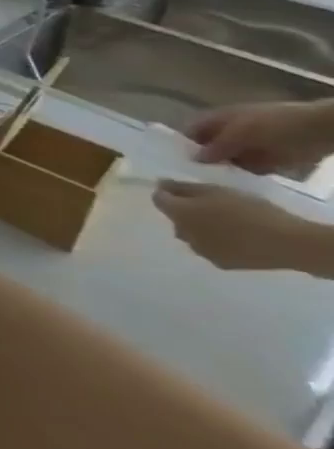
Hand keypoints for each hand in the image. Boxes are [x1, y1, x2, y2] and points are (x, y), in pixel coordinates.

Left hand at [154, 181, 316, 271]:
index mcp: (179, 213)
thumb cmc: (252, 211)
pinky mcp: (220, 263)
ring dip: (199, 229)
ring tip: (225, 225)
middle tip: (210, 208)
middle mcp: (183, 232)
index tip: (180, 189)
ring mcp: (201, 250)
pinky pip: (209, 249)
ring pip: (190, 235)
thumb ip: (185, 188)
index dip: (167, 193)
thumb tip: (162, 184)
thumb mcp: (216, 190)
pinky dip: (215, 243)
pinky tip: (235, 240)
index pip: (159, 199)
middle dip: (185, 212)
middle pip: (175, 218)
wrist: (290, 243)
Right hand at [185, 101, 333, 174]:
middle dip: (204, 161)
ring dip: (226, 170)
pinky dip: (247, 176)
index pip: (191, 132)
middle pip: (210, 147)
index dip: (183, 145)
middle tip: (195, 178)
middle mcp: (230, 132)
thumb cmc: (275, 125)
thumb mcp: (240, 134)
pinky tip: (241, 185)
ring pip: (230, 159)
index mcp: (217, 119)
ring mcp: (252, 145)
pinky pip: (252, 169)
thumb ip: (216, 146)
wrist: (322, 130)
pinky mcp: (271, 159)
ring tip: (217, 184)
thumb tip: (194, 159)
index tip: (177, 163)